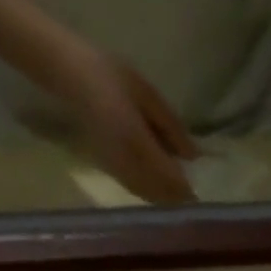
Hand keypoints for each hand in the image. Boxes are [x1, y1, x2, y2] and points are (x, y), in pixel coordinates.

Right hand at [62, 54, 198, 204]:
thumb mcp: (147, 94)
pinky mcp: (109, 169)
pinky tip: (160, 185)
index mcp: (137, 141)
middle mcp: (126, 162)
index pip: (170, 178)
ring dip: (166, 197)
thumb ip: (171, 126)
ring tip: (180, 190)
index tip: (203, 194)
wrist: (67, 72)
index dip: (188, 190)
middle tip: (196, 195)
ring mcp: (116, 168)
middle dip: (179, 197)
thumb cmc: (110, 74)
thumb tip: (193, 156)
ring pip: (150, 196)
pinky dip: (153, 192)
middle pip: (161, 194)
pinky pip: (137, 190)